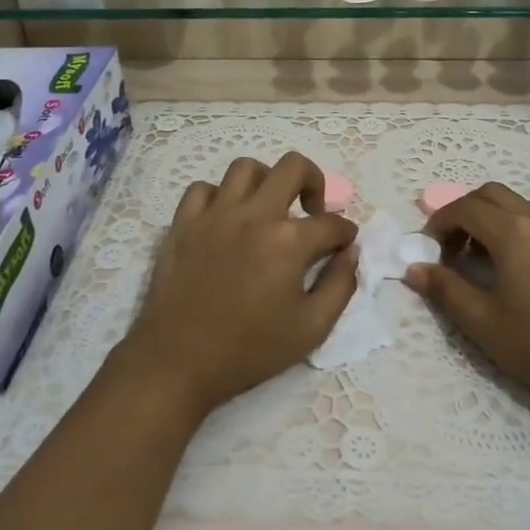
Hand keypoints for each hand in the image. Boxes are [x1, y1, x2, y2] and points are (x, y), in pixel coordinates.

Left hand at [121, 153, 356, 416]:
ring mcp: (215, 215)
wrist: (178, 362)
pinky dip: (219, 196)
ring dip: (266, 181)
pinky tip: (226, 219)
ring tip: (268, 208)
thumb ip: (340, 285)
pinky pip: (202, 189)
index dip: (346, 233)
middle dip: (314, 182)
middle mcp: (254, 215)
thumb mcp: (311, 329)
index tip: (344, 245)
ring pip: (245, 168)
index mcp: (288, 241)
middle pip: (293, 167)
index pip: (331, 223)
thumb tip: (351, 252)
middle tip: (311, 210)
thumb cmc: (249, 350)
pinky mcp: (183, 223)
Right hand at [407, 183, 529, 422]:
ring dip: (492, 216)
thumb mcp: (482, 321)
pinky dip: (516, 225)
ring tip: (481, 254)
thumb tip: (414, 268)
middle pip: (491, 194)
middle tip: (449, 248)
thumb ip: (445, 289)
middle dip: (463, 212)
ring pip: (518, 203)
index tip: (426, 249)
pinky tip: (514, 264)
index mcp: (512, 232)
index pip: (465, 207)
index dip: (439, 222)